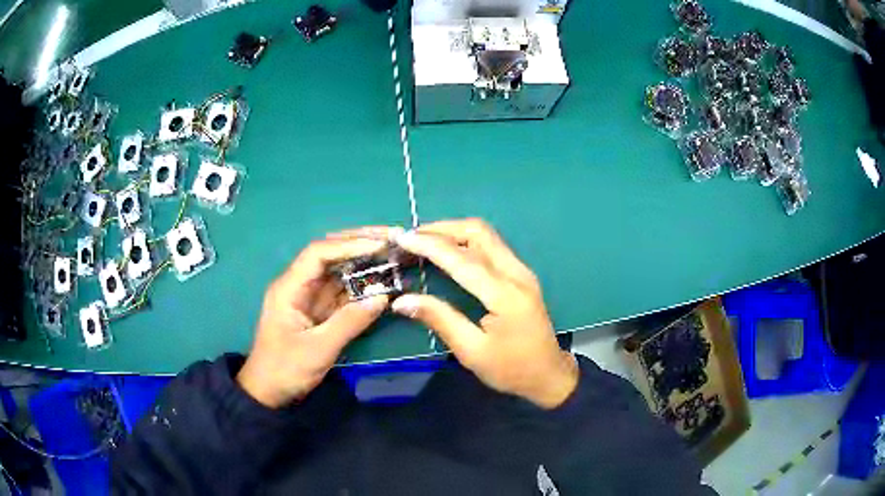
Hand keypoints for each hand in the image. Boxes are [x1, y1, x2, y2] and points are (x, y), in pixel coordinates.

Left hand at [237, 232, 393, 408]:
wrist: (269, 392)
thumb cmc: (286, 369)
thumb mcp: (318, 349)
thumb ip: (350, 322)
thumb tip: (383, 298)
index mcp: (290, 288)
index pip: (319, 253)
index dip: (349, 245)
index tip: (379, 246)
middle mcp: (299, 286)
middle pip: (329, 255)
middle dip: (359, 244)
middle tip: (391, 239)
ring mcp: (310, 298)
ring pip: (338, 272)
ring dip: (364, 264)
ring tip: (393, 256)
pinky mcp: (319, 312)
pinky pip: (343, 293)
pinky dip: (362, 287)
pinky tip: (382, 283)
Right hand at [391, 219, 578, 408]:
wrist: (549, 374)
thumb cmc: (511, 369)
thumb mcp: (471, 351)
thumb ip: (439, 319)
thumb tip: (402, 300)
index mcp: (505, 295)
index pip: (462, 259)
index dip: (429, 245)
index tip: (401, 238)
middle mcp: (516, 273)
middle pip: (478, 232)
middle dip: (441, 228)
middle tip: (411, 237)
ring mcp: (521, 270)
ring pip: (486, 234)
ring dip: (453, 231)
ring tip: (423, 240)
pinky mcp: (521, 274)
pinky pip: (491, 245)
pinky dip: (465, 240)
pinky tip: (447, 251)